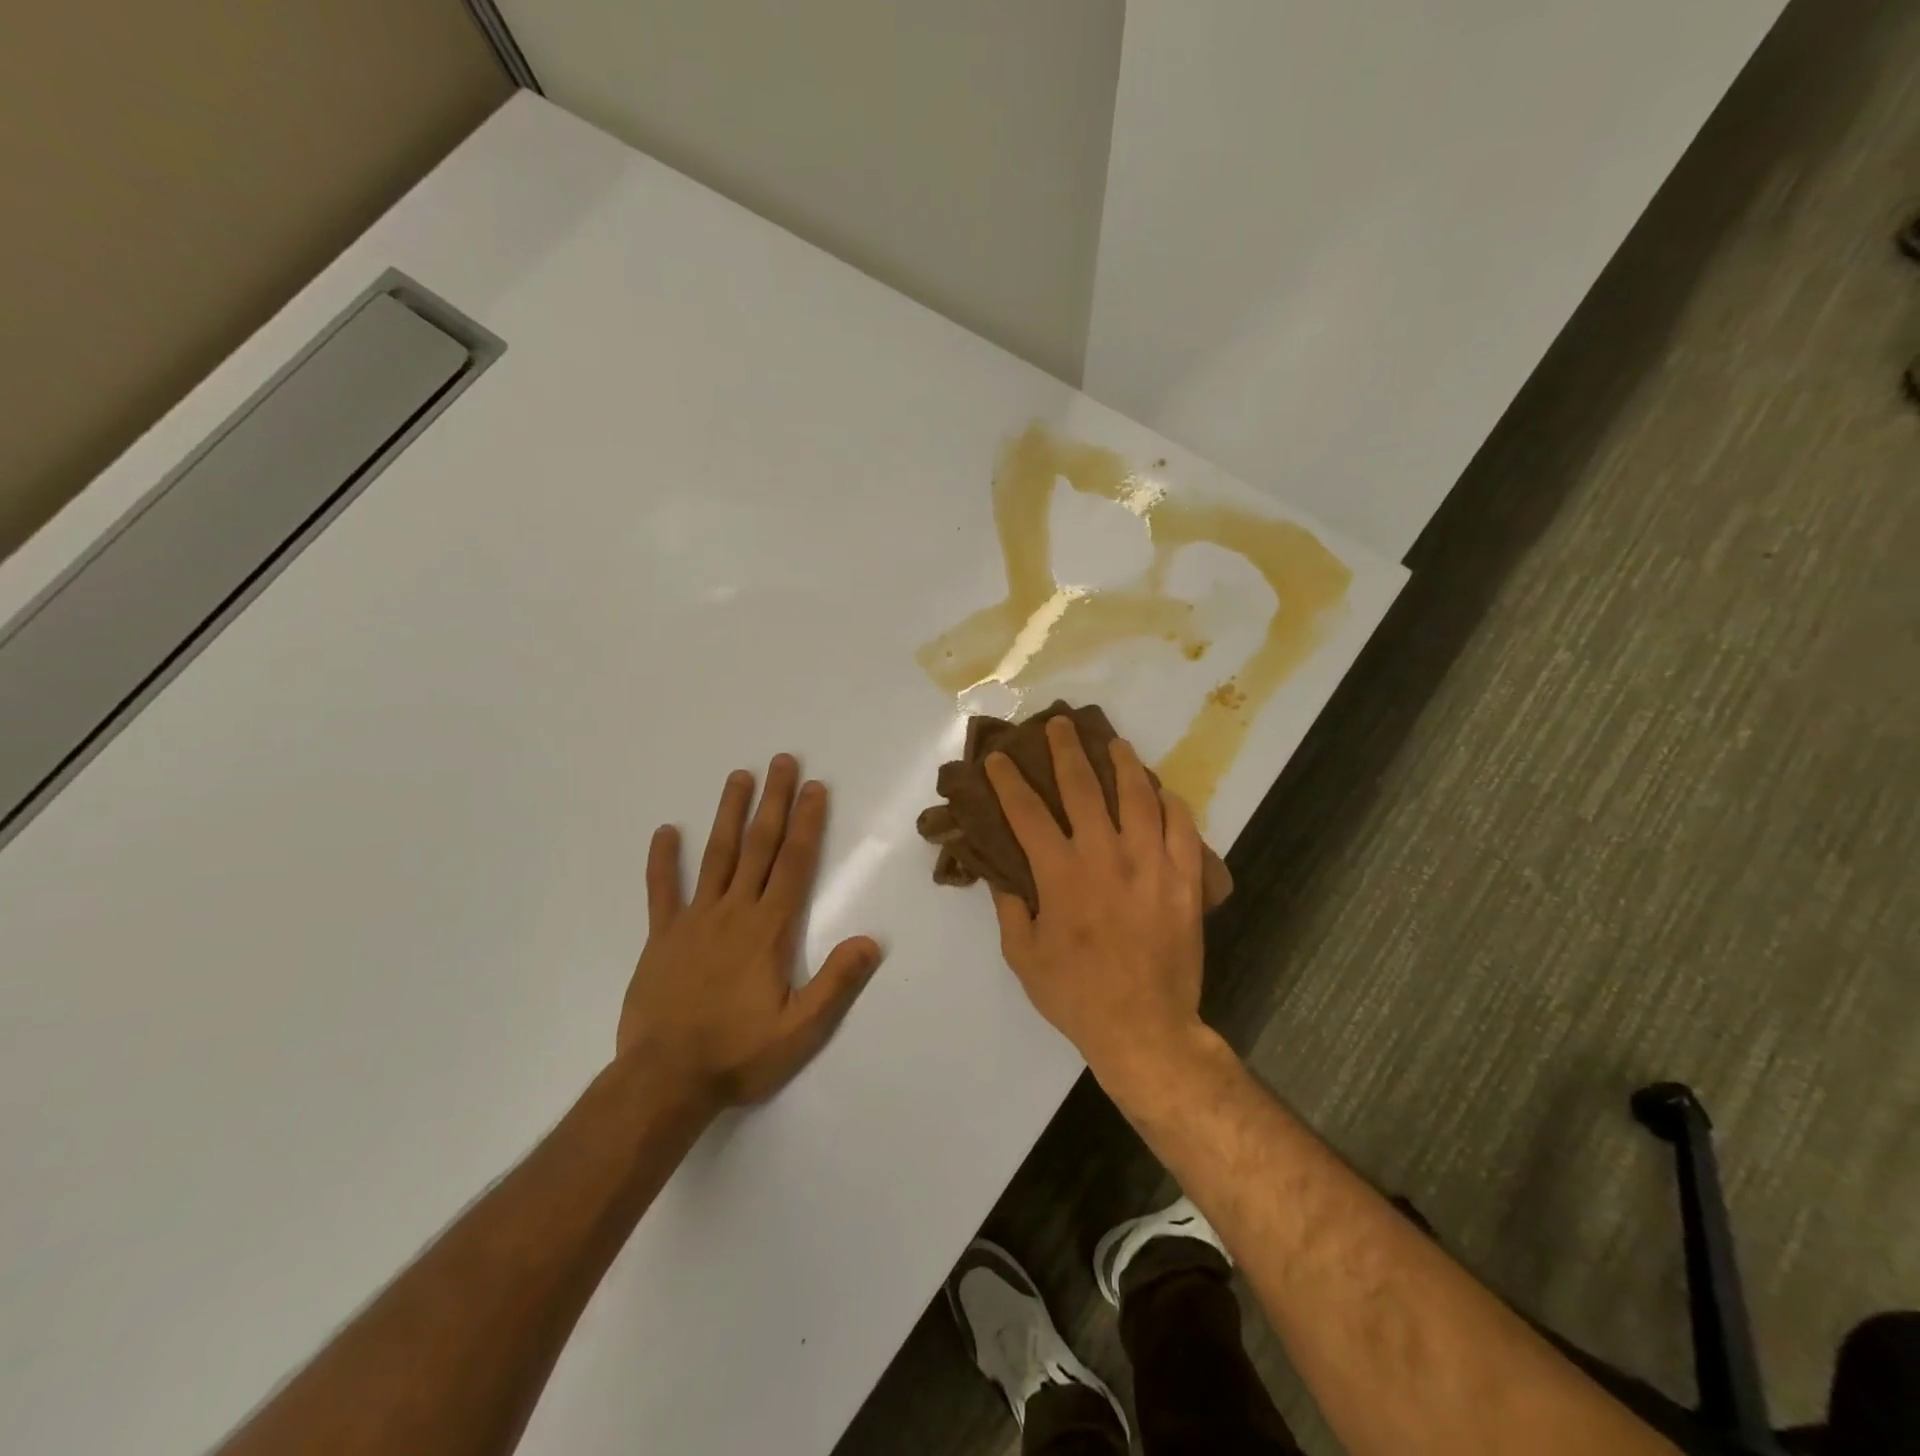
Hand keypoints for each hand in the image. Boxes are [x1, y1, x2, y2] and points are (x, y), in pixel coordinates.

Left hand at [617, 755, 883, 1107]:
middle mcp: (734, 911)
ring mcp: (694, 920)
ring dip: (729, 814)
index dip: (808, 823)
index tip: (815, 787)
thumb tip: (871, 941)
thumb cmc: (739, 1054)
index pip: (795, 863)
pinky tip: (665, 831)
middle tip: (782, 761)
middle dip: (774, 801)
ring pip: (715, 855)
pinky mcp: (662, 937)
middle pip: (758, 846)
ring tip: (739, 777)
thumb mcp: (800, 1029)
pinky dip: (663, 860)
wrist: (664, 1080)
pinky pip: (661, 891)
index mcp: (769, 929)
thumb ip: (836, 982)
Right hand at [986, 716, 1207, 1086]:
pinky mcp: (1185, 877)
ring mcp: (1150, 862)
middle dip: (1065, 750)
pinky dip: (1170, 802)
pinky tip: (1160, 790)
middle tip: (1058, 724)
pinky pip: (1182, 826)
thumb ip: (1011, 906)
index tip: (998, 758)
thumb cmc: (1075, 994)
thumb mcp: (1024, 956)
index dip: (1008, 781)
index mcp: (1060, 873)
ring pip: (1137, 795)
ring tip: (1113, 743)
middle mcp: (1104, 854)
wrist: (1145, 1027)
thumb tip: (999, 871)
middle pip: (1082, 786)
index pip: (1026, 812)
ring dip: (1122, 762)